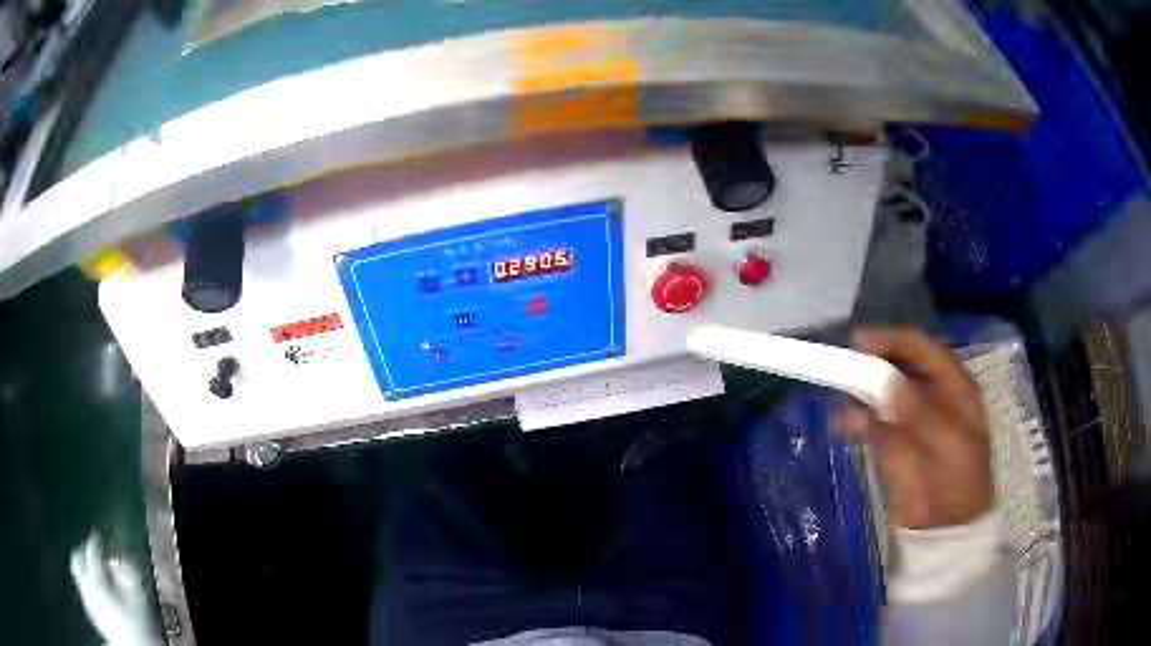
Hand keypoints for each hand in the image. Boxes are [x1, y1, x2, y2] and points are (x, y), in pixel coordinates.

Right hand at [835, 327, 992, 529]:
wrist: (947, 525)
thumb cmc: (959, 479)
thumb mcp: (949, 441)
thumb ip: (920, 411)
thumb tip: (886, 383)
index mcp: (952, 384)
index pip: (921, 348)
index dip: (892, 340)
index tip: (860, 342)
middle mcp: (929, 392)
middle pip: (897, 364)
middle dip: (871, 364)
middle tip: (845, 369)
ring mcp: (908, 416)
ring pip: (879, 391)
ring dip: (859, 392)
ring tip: (844, 404)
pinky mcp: (890, 440)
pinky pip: (868, 421)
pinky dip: (854, 419)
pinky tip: (845, 424)